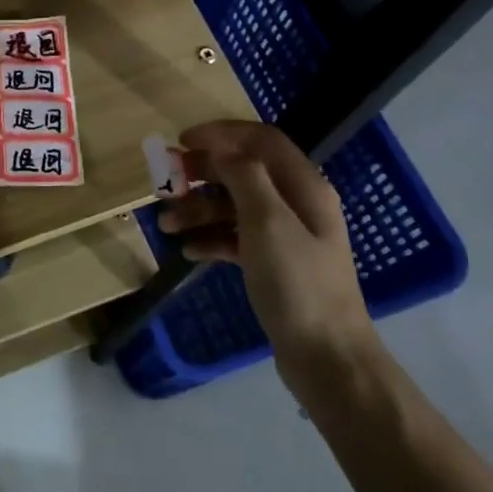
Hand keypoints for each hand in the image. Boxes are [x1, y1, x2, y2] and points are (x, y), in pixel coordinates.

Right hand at [156, 120, 379, 394]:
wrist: (326, 357)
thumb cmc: (297, 283)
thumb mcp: (267, 222)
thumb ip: (244, 176)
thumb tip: (220, 146)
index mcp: (303, 187)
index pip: (261, 139)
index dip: (221, 134)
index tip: (181, 141)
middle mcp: (296, 204)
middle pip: (243, 171)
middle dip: (202, 174)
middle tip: (166, 183)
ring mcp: (285, 235)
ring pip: (234, 206)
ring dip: (198, 209)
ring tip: (166, 224)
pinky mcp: (273, 263)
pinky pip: (235, 237)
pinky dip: (210, 237)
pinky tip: (188, 250)